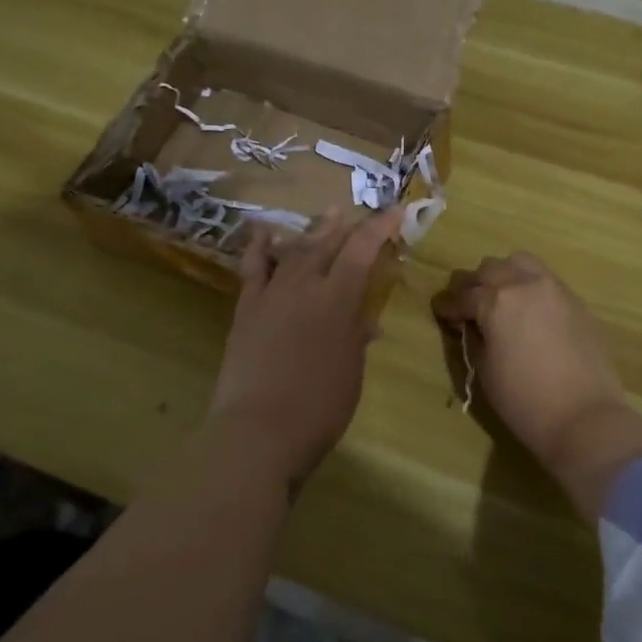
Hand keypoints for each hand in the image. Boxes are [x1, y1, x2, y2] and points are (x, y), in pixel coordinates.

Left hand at [206, 206, 403, 488]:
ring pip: (294, 250)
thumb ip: (356, 338)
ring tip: (327, 215)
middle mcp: (304, 286)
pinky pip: (253, 268)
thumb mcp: (351, 373)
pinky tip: (265, 235)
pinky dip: (260, 248)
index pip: (362, 249)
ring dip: (313, 231)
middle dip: (347, 226)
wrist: (256, 431)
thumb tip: (366, 322)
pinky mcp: (246, 309)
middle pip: (328, 244)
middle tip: (358, 215)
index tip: (395, 210)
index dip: (380, 226)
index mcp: (338, 300)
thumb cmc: (318, 408)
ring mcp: (271, 294)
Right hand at [433, 253, 641, 520]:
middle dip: (474, 285)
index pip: (462, 295)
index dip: (447, 305)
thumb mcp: (485, 369)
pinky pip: (545, 279)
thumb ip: (474, 337)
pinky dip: (529, 285)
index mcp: (496, 301)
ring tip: (500, 299)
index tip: (441, 312)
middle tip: (468, 307)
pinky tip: (527, 309)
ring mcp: (554, 288)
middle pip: (489, 268)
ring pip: (519, 263)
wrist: (584, 417)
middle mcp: (524, 283)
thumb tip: (471, 323)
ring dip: (504, 275)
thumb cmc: (524, 400)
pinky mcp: (575, 300)